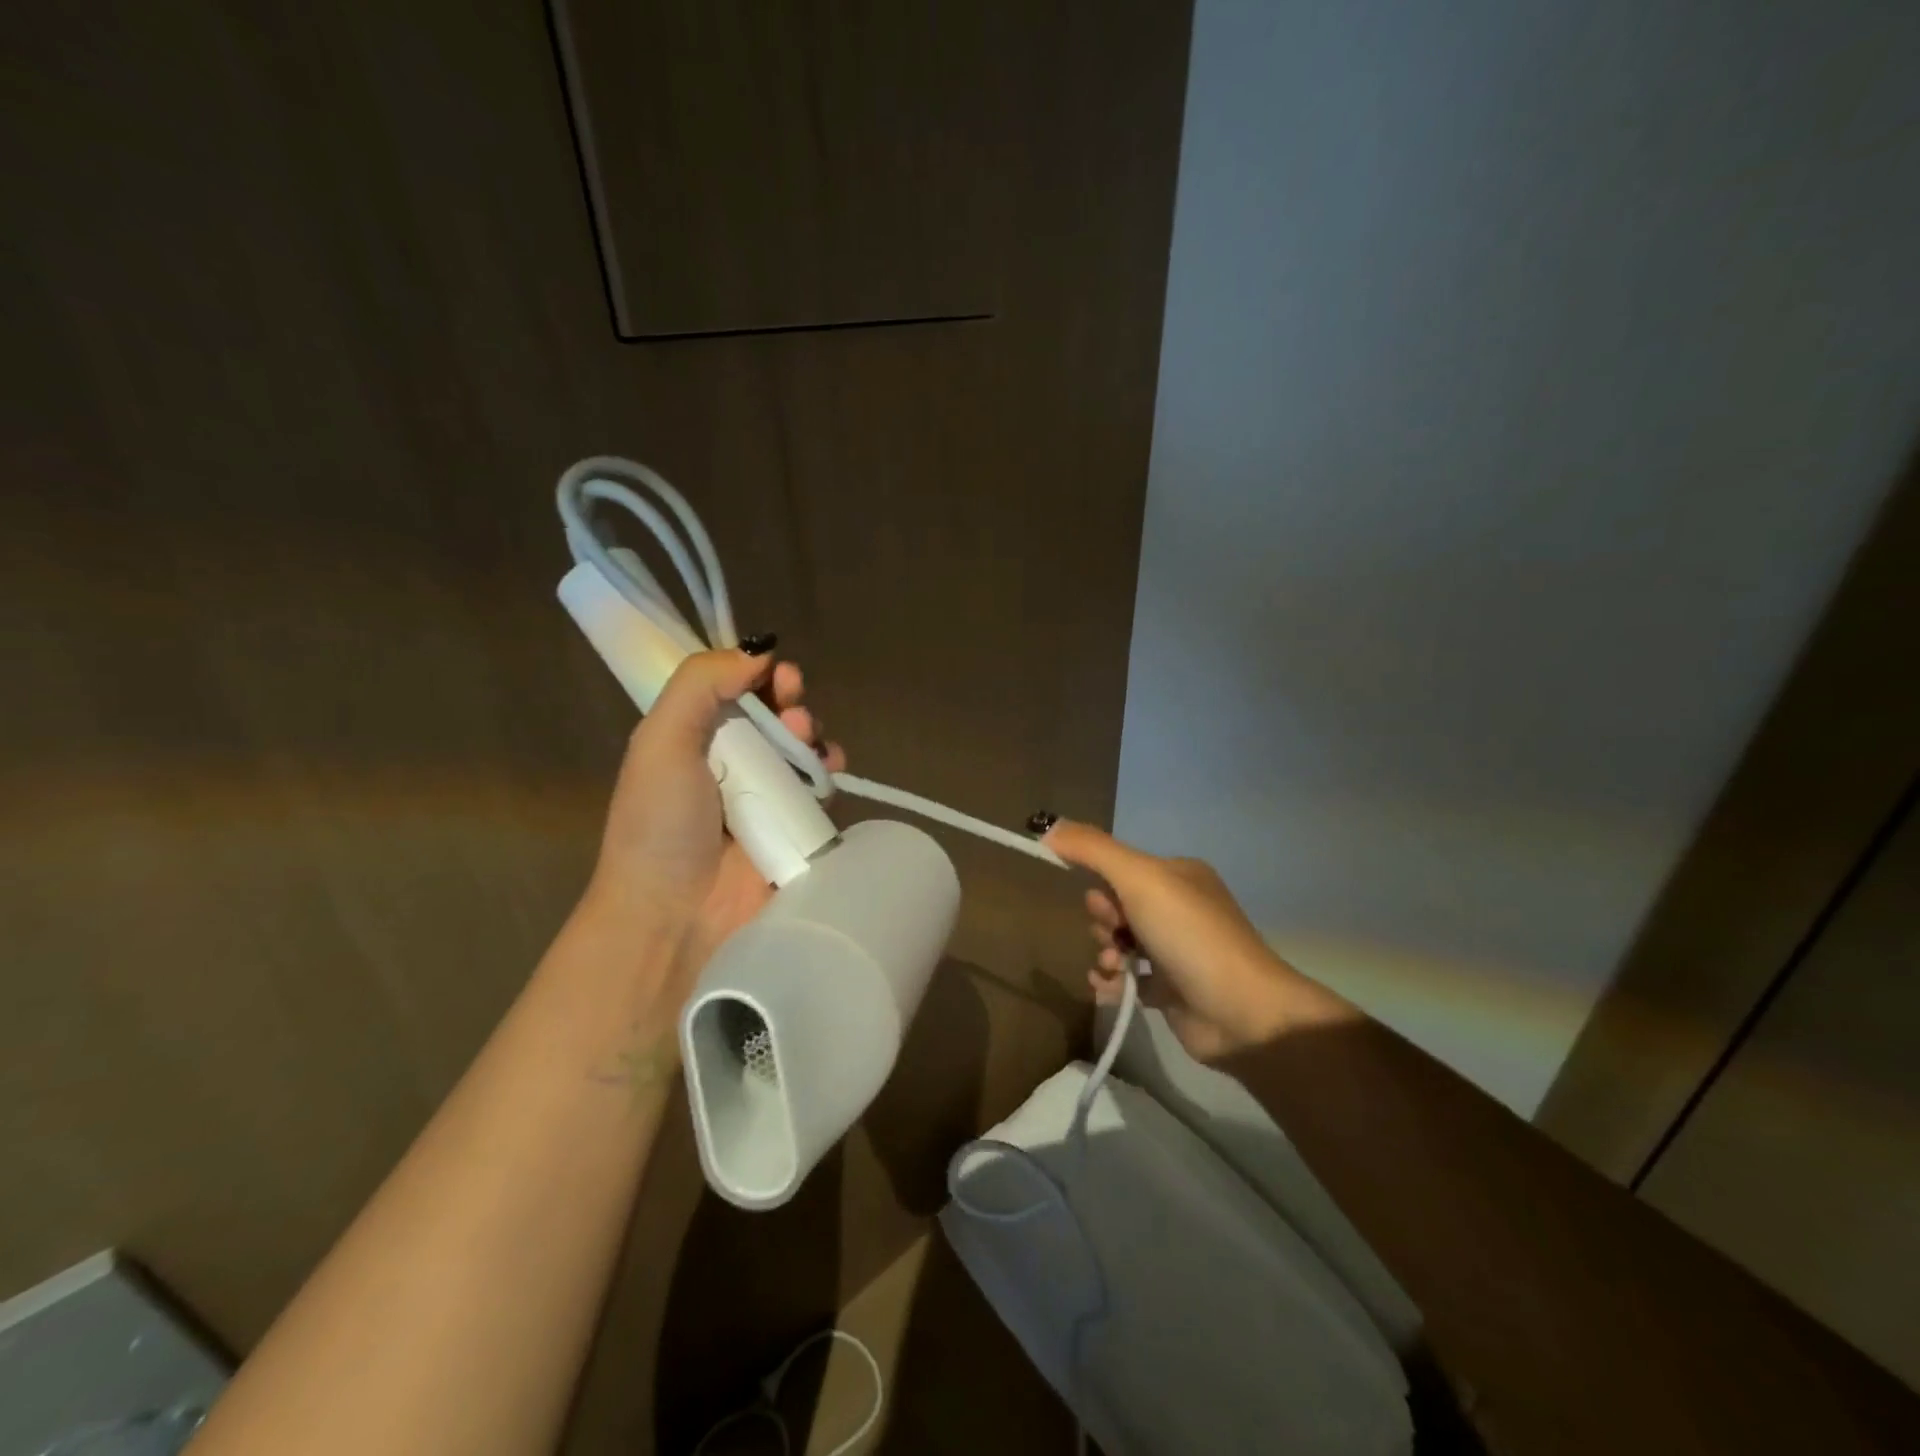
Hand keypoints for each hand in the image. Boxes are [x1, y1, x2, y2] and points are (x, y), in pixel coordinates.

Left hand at [581, 646, 844, 991]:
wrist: (675, 918)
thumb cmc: (660, 826)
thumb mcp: (661, 741)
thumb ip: (700, 685)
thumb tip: (757, 652)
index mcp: (691, 740)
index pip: (732, 691)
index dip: (756, 674)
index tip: (774, 672)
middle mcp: (730, 764)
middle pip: (774, 715)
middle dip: (791, 700)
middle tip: (794, 706)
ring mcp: (765, 797)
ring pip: (803, 747)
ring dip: (813, 732)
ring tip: (809, 741)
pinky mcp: (795, 828)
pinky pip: (821, 787)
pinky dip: (830, 770)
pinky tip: (830, 767)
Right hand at [1042, 821, 1312, 1062]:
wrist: (1242, 1012)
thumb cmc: (1189, 935)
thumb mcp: (1139, 878)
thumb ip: (1093, 849)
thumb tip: (1047, 826)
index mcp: (1178, 875)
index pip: (1121, 868)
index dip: (1101, 885)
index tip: (1102, 903)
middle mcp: (1179, 909)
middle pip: (1116, 906)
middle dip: (1103, 922)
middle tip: (1115, 937)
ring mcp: (1176, 951)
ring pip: (1118, 942)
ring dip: (1104, 954)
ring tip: (1113, 969)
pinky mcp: (1171, 990)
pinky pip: (1126, 978)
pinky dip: (1112, 982)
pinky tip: (1110, 990)